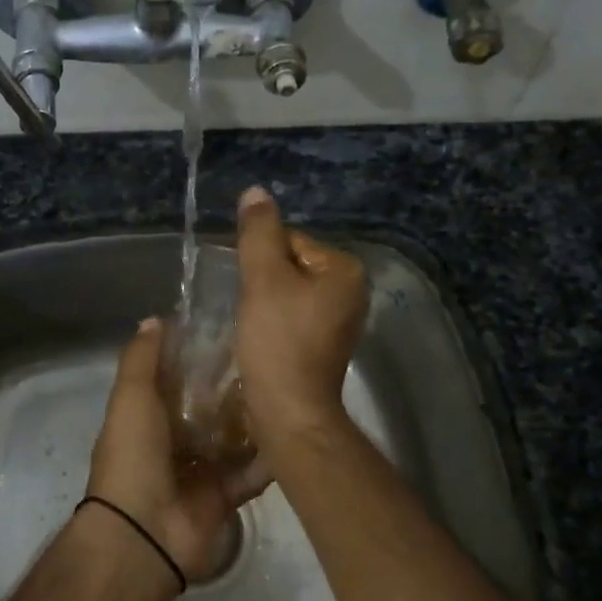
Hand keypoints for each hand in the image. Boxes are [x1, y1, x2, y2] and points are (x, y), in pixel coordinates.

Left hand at [88, 318, 269, 580]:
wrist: (144, 533)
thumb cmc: (133, 456)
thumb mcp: (131, 397)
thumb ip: (141, 359)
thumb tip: (155, 319)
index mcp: (147, 417)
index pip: (175, 379)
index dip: (196, 355)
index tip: (228, 328)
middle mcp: (173, 441)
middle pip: (208, 407)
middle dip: (232, 386)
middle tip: (269, 356)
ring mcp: (200, 470)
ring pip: (233, 437)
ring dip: (254, 417)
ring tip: (287, 385)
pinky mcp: (225, 495)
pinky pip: (252, 471)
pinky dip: (270, 456)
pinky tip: (295, 429)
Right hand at [234, 186, 368, 441]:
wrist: (289, 409)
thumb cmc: (278, 341)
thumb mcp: (263, 278)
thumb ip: (258, 232)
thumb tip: (255, 191)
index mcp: (345, 269)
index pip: (290, 240)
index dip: (260, 260)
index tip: (248, 289)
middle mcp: (353, 290)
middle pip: (291, 264)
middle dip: (265, 281)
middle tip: (250, 308)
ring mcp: (343, 318)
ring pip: (290, 291)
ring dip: (267, 301)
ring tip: (255, 324)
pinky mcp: (328, 342)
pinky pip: (295, 314)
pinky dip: (276, 320)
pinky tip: (264, 337)